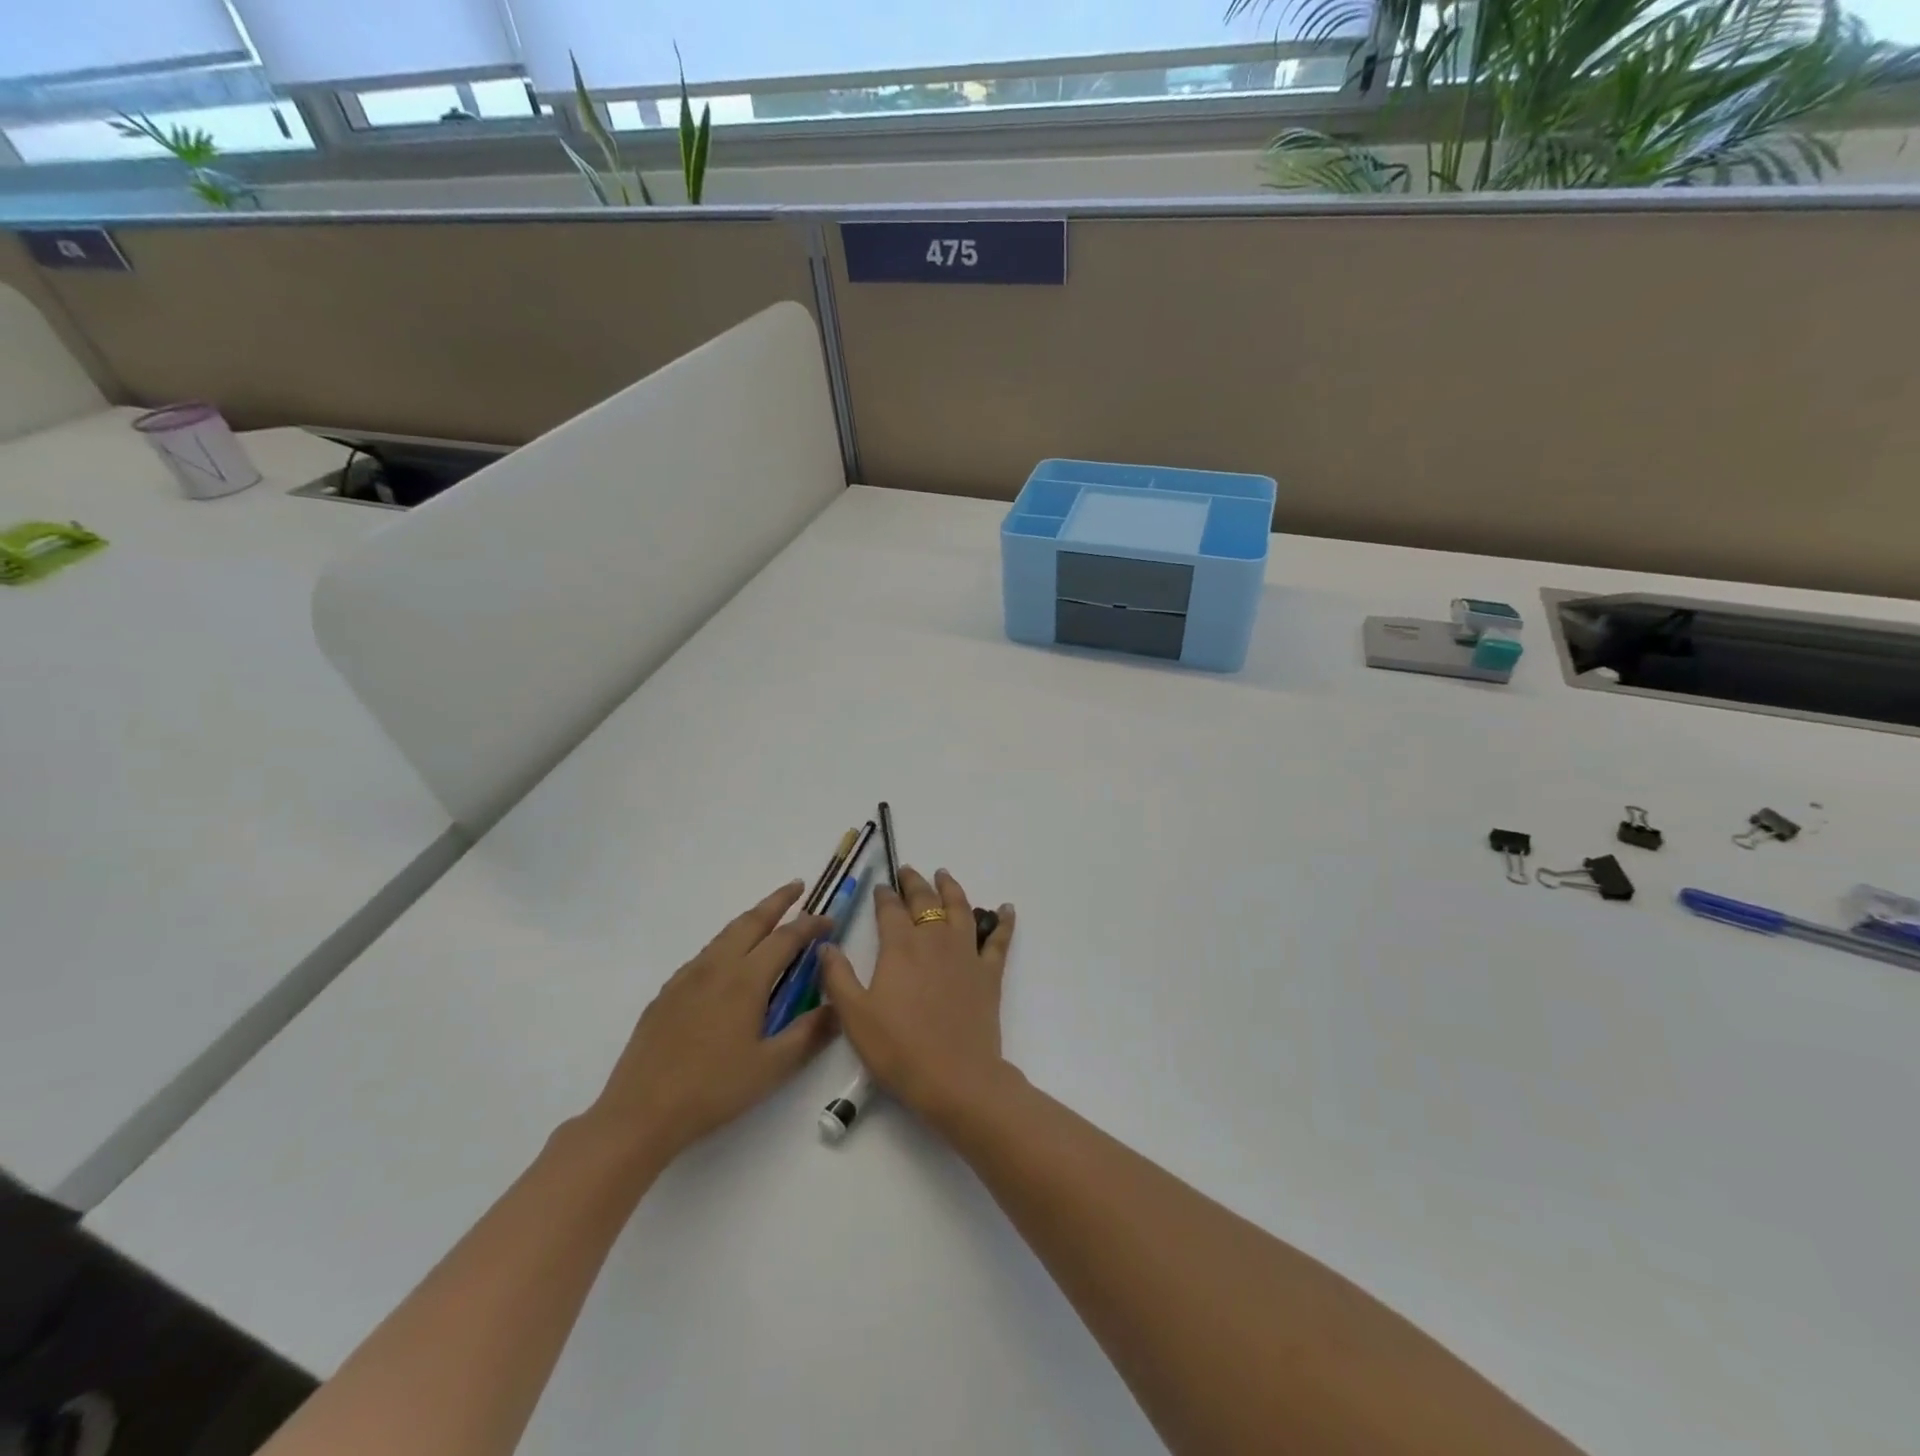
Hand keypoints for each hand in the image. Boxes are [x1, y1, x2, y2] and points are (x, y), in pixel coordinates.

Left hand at [583, 881, 837, 1167]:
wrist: (640, 1112)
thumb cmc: (713, 1089)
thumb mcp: (772, 1068)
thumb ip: (809, 1033)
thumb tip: (838, 1007)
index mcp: (746, 980)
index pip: (786, 939)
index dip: (810, 926)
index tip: (829, 921)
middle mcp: (716, 967)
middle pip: (751, 922)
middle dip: (777, 901)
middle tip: (797, 887)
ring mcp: (687, 978)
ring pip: (725, 934)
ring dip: (751, 920)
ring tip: (768, 918)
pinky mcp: (667, 993)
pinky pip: (705, 954)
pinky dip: (727, 942)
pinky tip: (729, 962)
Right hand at [818, 867, 1015, 1124]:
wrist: (956, 1078)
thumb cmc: (899, 1049)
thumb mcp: (854, 1017)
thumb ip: (838, 977)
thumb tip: (826, 945)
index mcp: (900, 947)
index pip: (890, 910)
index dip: (884, 895)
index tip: (880, 887)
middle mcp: (934, 940)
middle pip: (925, 901)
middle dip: (914, 883)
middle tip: (908, 871)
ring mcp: (966, 953)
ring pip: (960, 909)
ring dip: (951, 888)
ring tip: (944, 875)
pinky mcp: (989, 973)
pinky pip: (999, 939)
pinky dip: (1003, 920)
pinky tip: (1006, 907)